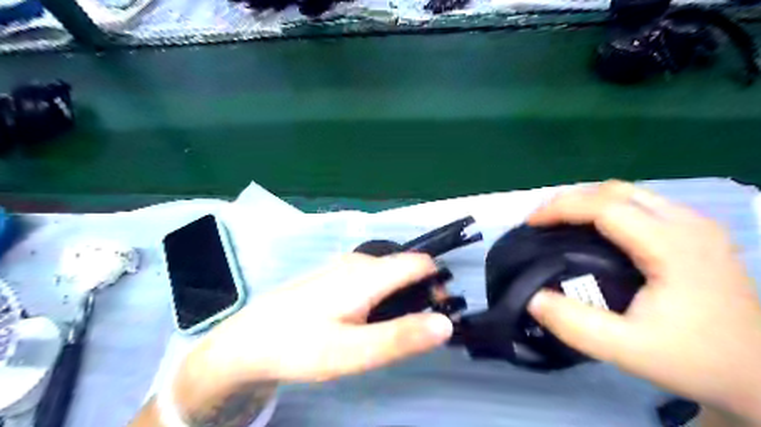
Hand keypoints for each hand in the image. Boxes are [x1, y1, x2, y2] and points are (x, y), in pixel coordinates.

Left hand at [191, 252, 453, 385]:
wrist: (250, 340)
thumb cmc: (301, 345)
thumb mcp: (354, 352)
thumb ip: (401, 336)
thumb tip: (446, 323)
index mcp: (368, 274)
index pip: (420, 263)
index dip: (438, 283)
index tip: (442, 312)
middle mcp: (359, 262)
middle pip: (405, 268)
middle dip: (421, 293)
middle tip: (414, 331)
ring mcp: (344, 267)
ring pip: (388, 274)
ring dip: (401, 297)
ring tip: (391, 331)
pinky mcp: (335, 276)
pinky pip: (372, 279)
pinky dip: (383, 296)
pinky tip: (367, 321)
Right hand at [528, 180, 760, 419]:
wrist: (760, 374)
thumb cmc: (695, 359)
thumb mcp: (628, 351)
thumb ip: (575, 325)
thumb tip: (532, 297)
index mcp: (672, 245)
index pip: (604, 206)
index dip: (561, 208)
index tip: (531, 224)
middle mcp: (687, 223)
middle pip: (615, 190)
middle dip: (570, 200)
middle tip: (542, 223)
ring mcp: (695, 224)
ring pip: (629, 193)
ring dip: (587, 202)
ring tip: (561, 223)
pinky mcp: (696, 231)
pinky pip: (641, 204)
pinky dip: (607, 208)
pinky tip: (595, 230)